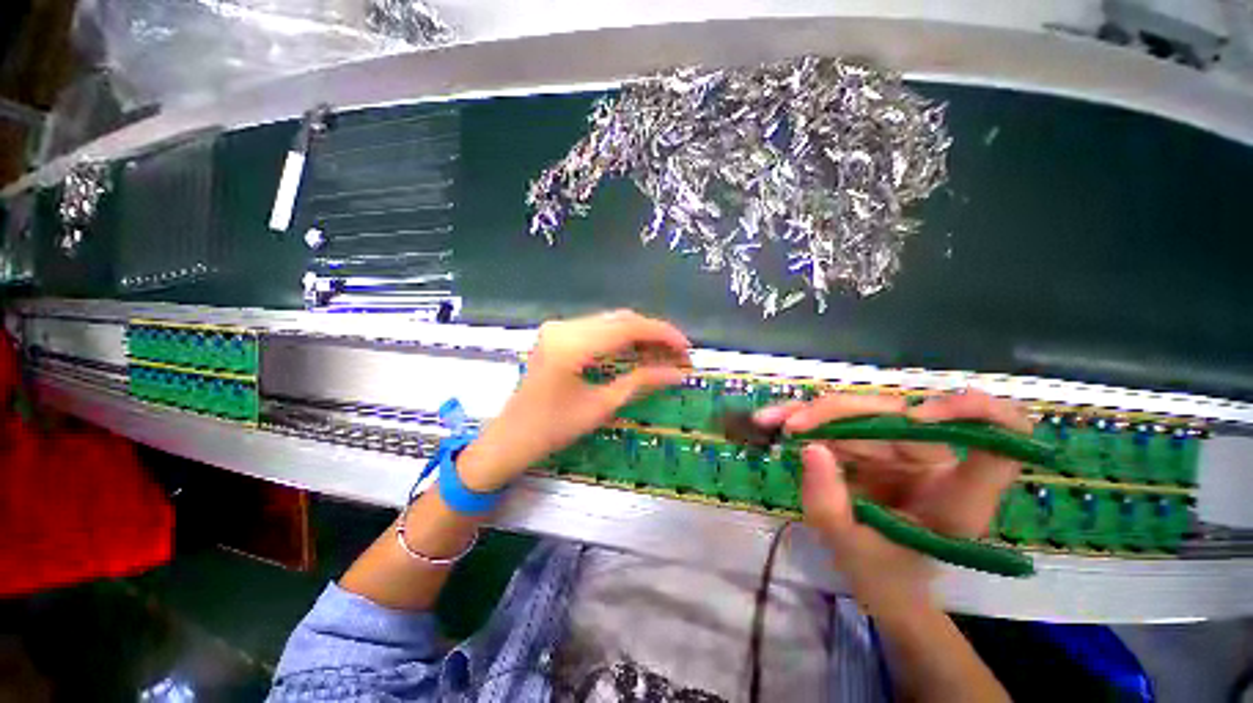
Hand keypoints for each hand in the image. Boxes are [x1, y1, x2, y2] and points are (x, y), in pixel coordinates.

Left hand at [457, 310, 690, 491]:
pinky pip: (598, 330)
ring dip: (639, 336)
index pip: (627, 327)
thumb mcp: (601, 406)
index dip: (662, 334)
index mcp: (571, 344)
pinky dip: (621, 339)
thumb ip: (641, 382)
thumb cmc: (552, 429)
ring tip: (664, 355)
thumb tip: (678, 373)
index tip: (687, 348)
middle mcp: (564, 327)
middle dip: (654, 335)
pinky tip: (639, 352)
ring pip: (611, 322)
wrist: (510, 438)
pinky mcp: (558, 335)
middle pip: (620, 320)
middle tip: (679, 354)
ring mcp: (558, 328)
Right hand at [757, 391, 1030, 616]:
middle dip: (839, 413)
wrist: (881, 585)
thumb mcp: (848, 549)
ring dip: (812, 413)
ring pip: (862, 412)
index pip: (999, 443)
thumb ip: (827, 503)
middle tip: (793, 427)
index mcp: (955, 500)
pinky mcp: (876, 447)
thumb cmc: (880, 577)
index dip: (978, 414)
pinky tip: (776, 420)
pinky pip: (841, 423)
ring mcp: (904, 453)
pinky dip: (806, 420)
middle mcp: (935, 466)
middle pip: (899, 415)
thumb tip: (811, 447)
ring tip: (770, 421)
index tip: (920, 415)